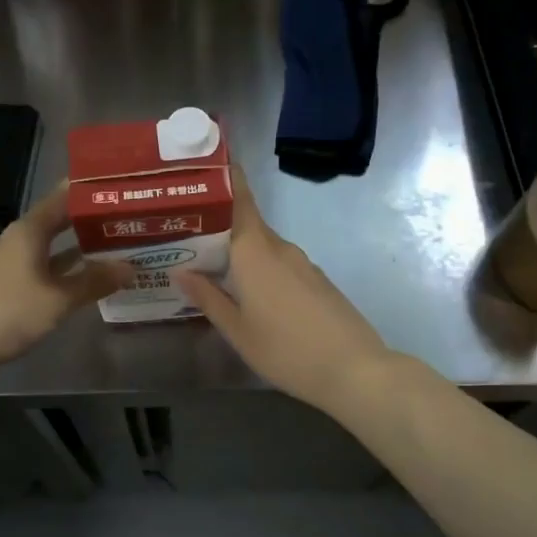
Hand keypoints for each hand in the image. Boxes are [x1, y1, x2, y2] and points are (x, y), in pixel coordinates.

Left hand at [0, 184, 131, 379]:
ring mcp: (15, 263)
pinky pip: (49, 269)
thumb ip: (93, 281)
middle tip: (132, 217)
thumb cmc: (8, 312)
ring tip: (121, 244)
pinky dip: (69, 271)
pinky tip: (92, 278)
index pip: (64, 196)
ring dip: (83, 247)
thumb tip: (131, 267)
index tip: (123, 184)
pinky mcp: (13, 286)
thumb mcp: (57, 298)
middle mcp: (22, 239)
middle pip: (62, 221)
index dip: (91, 190)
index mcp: (30, 230)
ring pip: (56, 247)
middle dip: (93, 220)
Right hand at [177, 169, 393, 419]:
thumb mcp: (237, 330)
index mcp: (255, 252)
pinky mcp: (317, 281)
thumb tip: (180, 271)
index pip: (239, 200)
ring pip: (263, 246)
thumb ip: (207, 297)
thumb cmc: (286, 350)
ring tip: (209, 262)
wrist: (356, 371)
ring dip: (238, 249)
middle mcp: (280, 248)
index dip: (225, 179)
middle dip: (218, 223)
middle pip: (246, 224)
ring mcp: (303, 264)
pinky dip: (259, 266)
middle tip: (186, 229)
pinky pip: (279, 263)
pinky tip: (247, 289)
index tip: (205, 165)